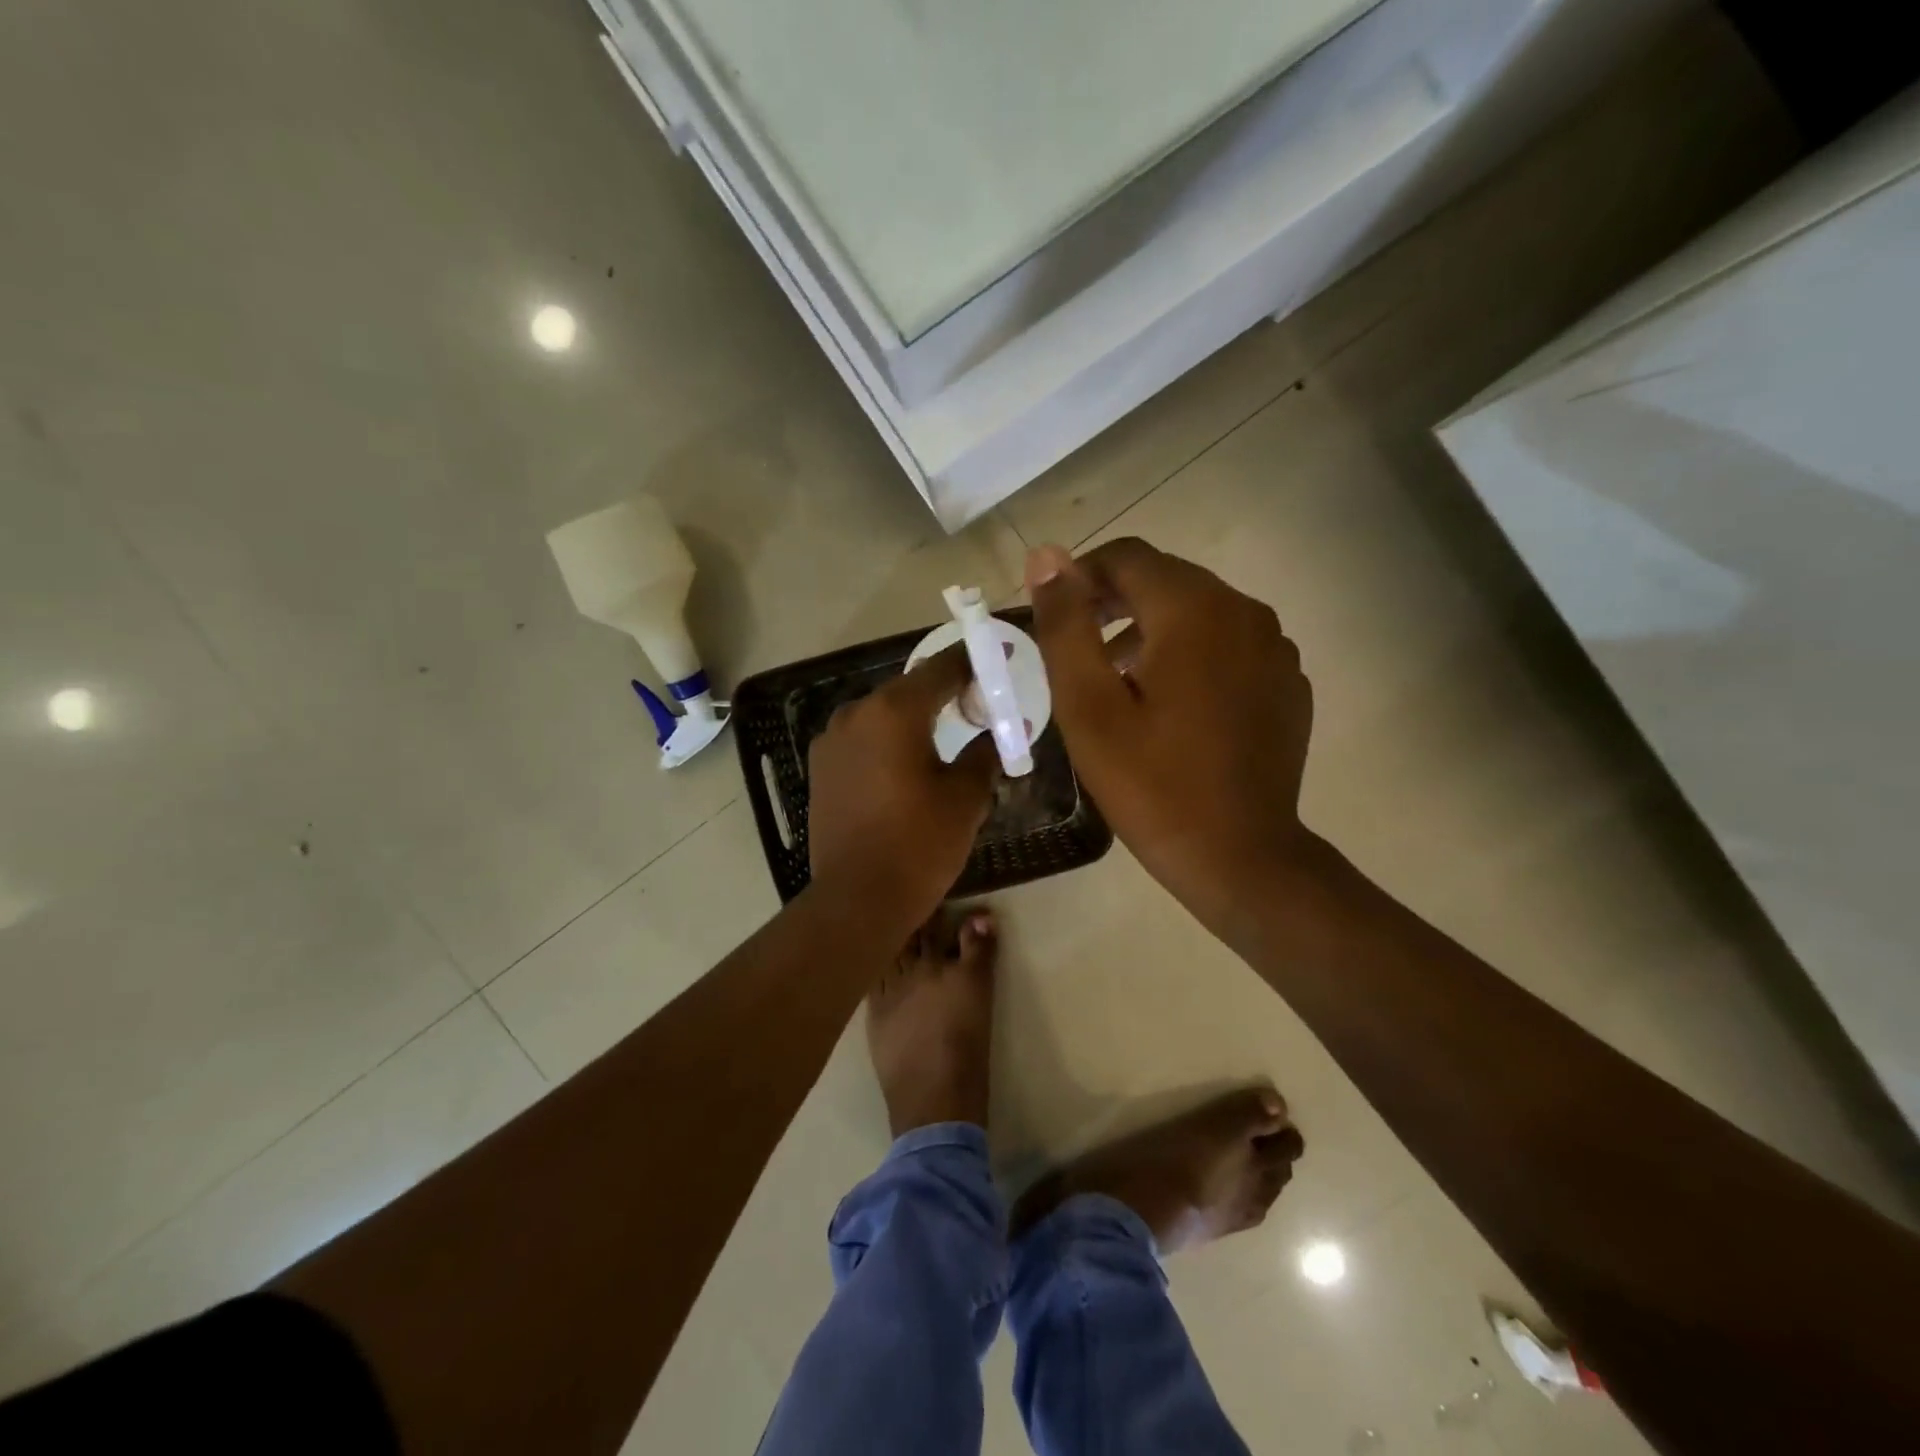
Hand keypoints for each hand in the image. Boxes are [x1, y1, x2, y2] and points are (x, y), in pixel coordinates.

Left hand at [807, 644, 998, 927]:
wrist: (857, 899)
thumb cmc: (919, 843)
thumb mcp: (966, 797)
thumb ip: (984, 753)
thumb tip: (993, 736)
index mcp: (893, 711)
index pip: (941, 669)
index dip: (971, 663)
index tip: (994, 663)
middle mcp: (855, 713)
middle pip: (908, 690)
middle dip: (943, 693)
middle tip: (977, 705)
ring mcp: (831, 741)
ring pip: (882, 715)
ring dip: (913, 718)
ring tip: (943, 736)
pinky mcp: (820, 768)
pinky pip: (863, 740)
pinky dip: (887, 741)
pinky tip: (907, 763)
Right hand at [1026, 539, 1313, 937]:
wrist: (1240, 856)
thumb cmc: (1152, 784)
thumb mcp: (1089, 707)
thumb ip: (1065, 625)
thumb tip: (1045, 558)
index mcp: (1194, 609)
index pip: (1128, 558)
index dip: (1081, 577)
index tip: (1054, 617)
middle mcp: (1244, 611)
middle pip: (1166, 580)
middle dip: (1115, 603)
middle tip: (1078, 652)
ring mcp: (1275, 647)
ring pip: (1200, 612)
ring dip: (1152, 630)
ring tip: (1117, 681)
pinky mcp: (1288, 682)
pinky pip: (1230, 645)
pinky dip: (1193, 656)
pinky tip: (1172, 706)